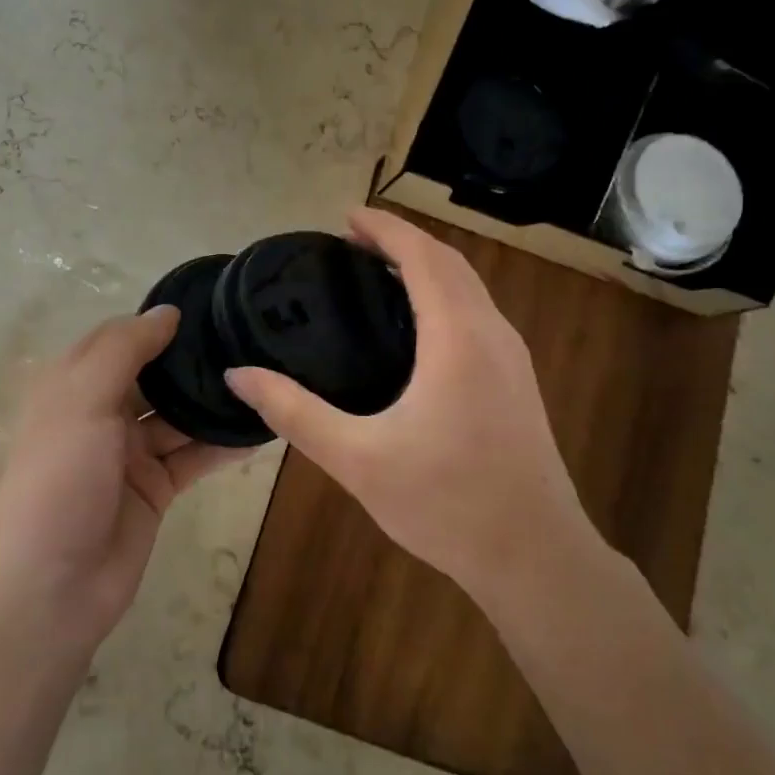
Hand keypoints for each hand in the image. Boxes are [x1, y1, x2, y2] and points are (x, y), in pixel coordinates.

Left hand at [0, 306, 244, 654]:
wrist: (54, 587)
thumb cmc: (60, 480)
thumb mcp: (83, 401)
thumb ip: (125, 350)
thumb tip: (168, 311)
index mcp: (74, 386)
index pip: (119, 338)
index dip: (157, 321)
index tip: (209, 303)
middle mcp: (102, 413)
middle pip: (154, 375)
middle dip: (193, 360)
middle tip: (249, 337)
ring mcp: (130, 453)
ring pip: (179, 416)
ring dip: (213, 401)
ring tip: (266, 376)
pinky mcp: (156, 488)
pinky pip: (194, 456)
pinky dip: (222, 444)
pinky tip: (260, 428)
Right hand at [226, 208, 602, 610]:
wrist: (535, 558)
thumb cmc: (445, 504)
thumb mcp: (357, 459)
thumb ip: (294, 413)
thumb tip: (239, 375)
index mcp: (457, 339)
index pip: (422, 258)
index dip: (385, 229)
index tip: (347, 216)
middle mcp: (492, 335)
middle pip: (449, 263)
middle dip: (403, 241)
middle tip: (352, 241)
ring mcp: (513, 358)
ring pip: (470, 287)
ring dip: (427, 266)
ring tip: (378, 271)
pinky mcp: (517, 381)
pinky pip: (478, 313)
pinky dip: (444, 294)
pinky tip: (416, 324)